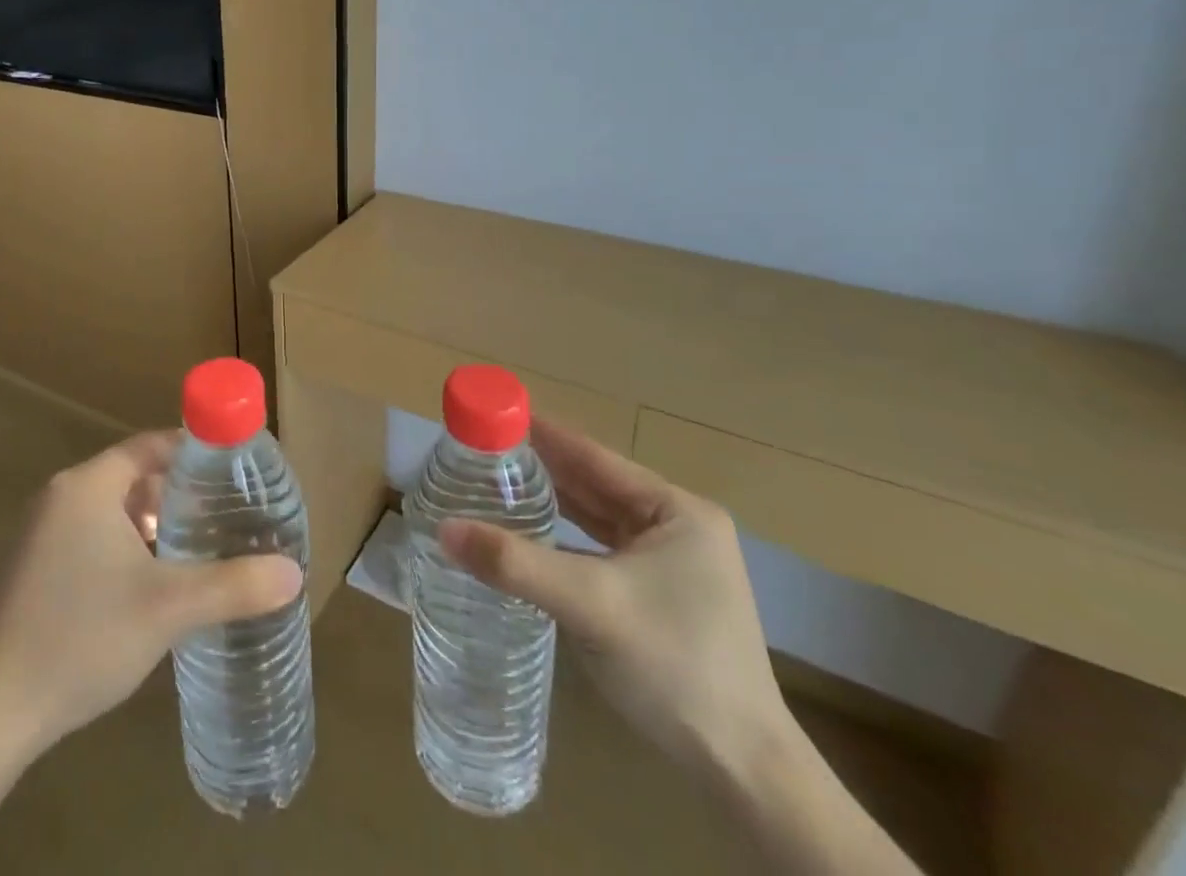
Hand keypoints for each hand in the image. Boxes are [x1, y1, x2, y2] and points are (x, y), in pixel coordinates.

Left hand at [0, 430, 303, 755]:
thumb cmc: (83, 637)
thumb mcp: (169, 608)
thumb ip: (233, 585)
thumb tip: (293, 573)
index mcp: (88, 486)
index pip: (149, 446)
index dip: (192, 452)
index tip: (231, 470)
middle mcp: (60, 497)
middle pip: (133, 477)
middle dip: (178, 494)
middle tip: (222, 515)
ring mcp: (41, 534)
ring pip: (112, 511)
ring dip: (152, 525)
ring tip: (195, 549)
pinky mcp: (32, 568)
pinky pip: (90, 537)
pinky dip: (124, 548)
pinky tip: (149, 586)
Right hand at [439, 419, 790, 779]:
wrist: (743, 772)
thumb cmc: (674, 667)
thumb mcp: (590, 605)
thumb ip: (515, 563)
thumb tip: (443, 530)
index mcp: (676, 509)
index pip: (592, 455)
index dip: (541, 432)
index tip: (492, 413)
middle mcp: (676, 525)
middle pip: (592, 483)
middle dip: (538, 468)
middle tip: (480, 449)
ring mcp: (670, 562)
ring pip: (594, 518)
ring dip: (549, 503)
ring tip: (493, 483)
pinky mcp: (658, 595)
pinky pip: (599, 550)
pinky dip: (562, 540)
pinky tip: (527, 536)